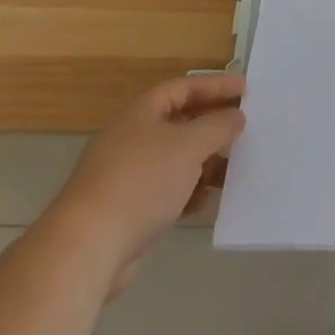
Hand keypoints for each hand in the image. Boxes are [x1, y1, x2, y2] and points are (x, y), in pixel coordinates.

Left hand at [43, 73, 245, 299]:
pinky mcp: (129, 209)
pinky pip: (168, 190)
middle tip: (245, 128)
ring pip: (176, 159)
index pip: (184, 87)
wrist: (88, 248)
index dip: (216, 86)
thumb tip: (236, 116)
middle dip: (213, 126)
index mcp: (142, 112)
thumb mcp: (189, 146)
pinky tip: (209, 200)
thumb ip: (218, 126)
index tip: (246, 89)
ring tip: (235, 168)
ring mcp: (129, 174)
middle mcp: (133, 137)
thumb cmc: (141, 182)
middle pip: (181, 122)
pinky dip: (190, 191)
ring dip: (205, 162)